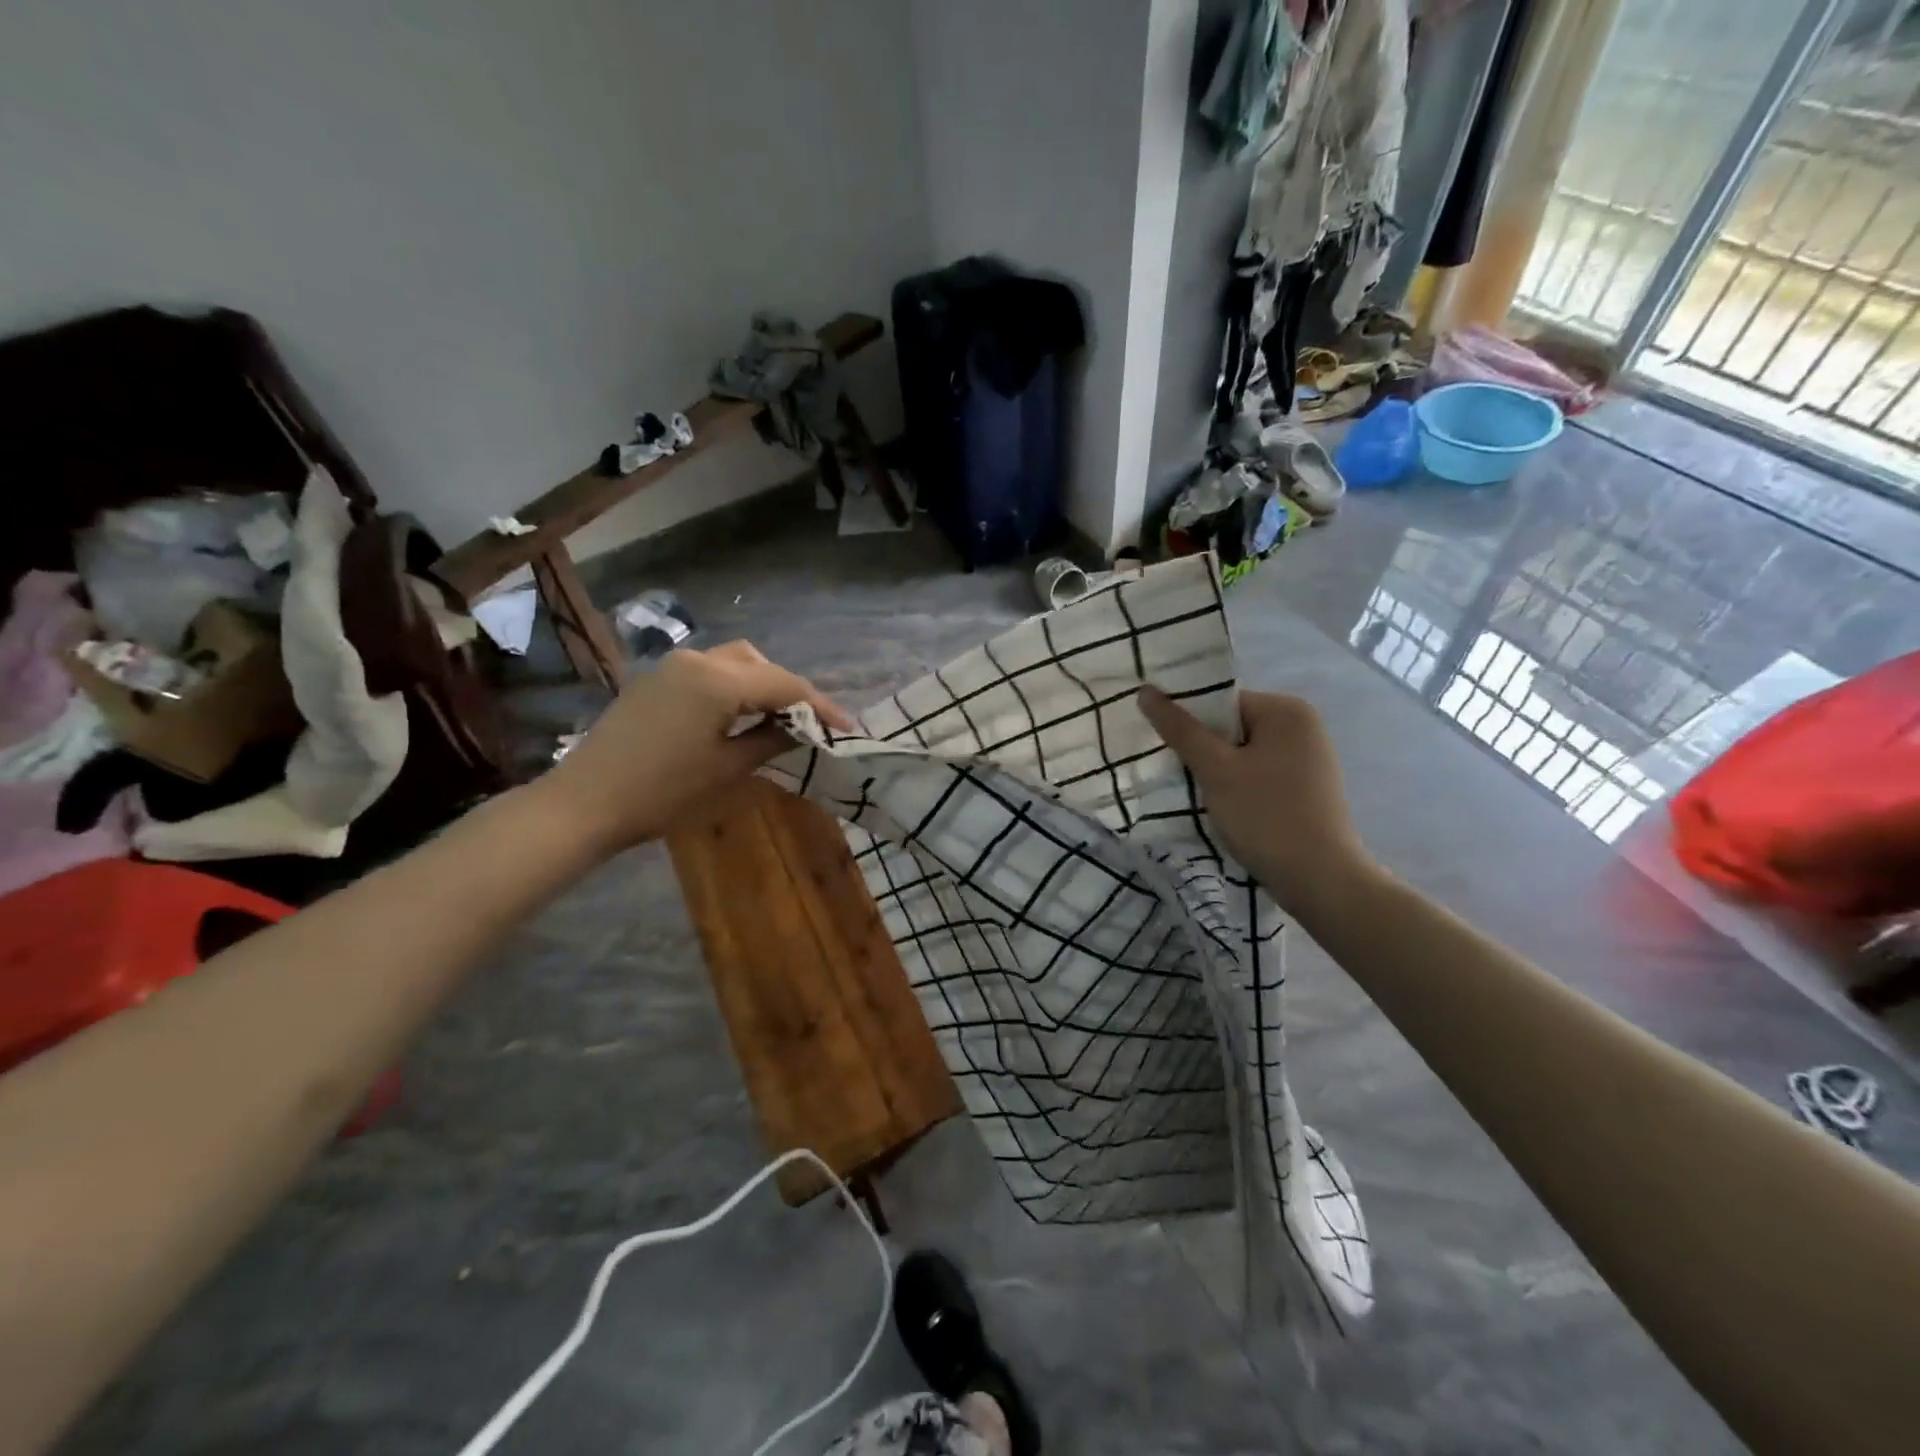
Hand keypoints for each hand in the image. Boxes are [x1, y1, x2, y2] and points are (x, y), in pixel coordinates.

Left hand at [540, 641, 851, 852]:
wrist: (586, 803)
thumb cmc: (663, 791)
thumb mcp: (728, 768)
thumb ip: (773, 740)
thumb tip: (804, 730)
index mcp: (719, 680)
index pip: (785, 684)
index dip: (820, 706)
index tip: (846, 728)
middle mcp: (697, 660)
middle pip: (760, 664)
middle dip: (790, 691)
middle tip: (811, 725)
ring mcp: (672, 667)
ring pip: (734, 664)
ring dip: (762, 686)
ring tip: (778, 720)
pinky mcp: (656, 681)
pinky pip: (709, 674)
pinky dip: (734, 688)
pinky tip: (739, 717)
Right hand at [1139, 685, 1376, 916]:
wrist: (1319, 880)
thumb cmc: (1265, 815)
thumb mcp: (1215, 770)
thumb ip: (1180, 729)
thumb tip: (1145, 691)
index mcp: (1286, 710)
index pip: (1221, 703)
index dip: (1190, 723)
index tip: (1166, 749)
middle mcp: (1303, 726)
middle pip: (1232, 727)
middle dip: (1204, 750)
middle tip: (1178, 773)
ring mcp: (1308, 758)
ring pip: (1243, 754)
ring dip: (1218, 772)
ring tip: (1199, 795)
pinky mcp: (1306, 788)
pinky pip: (1259, 774)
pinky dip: (1238, 787)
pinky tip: (1226, 810)